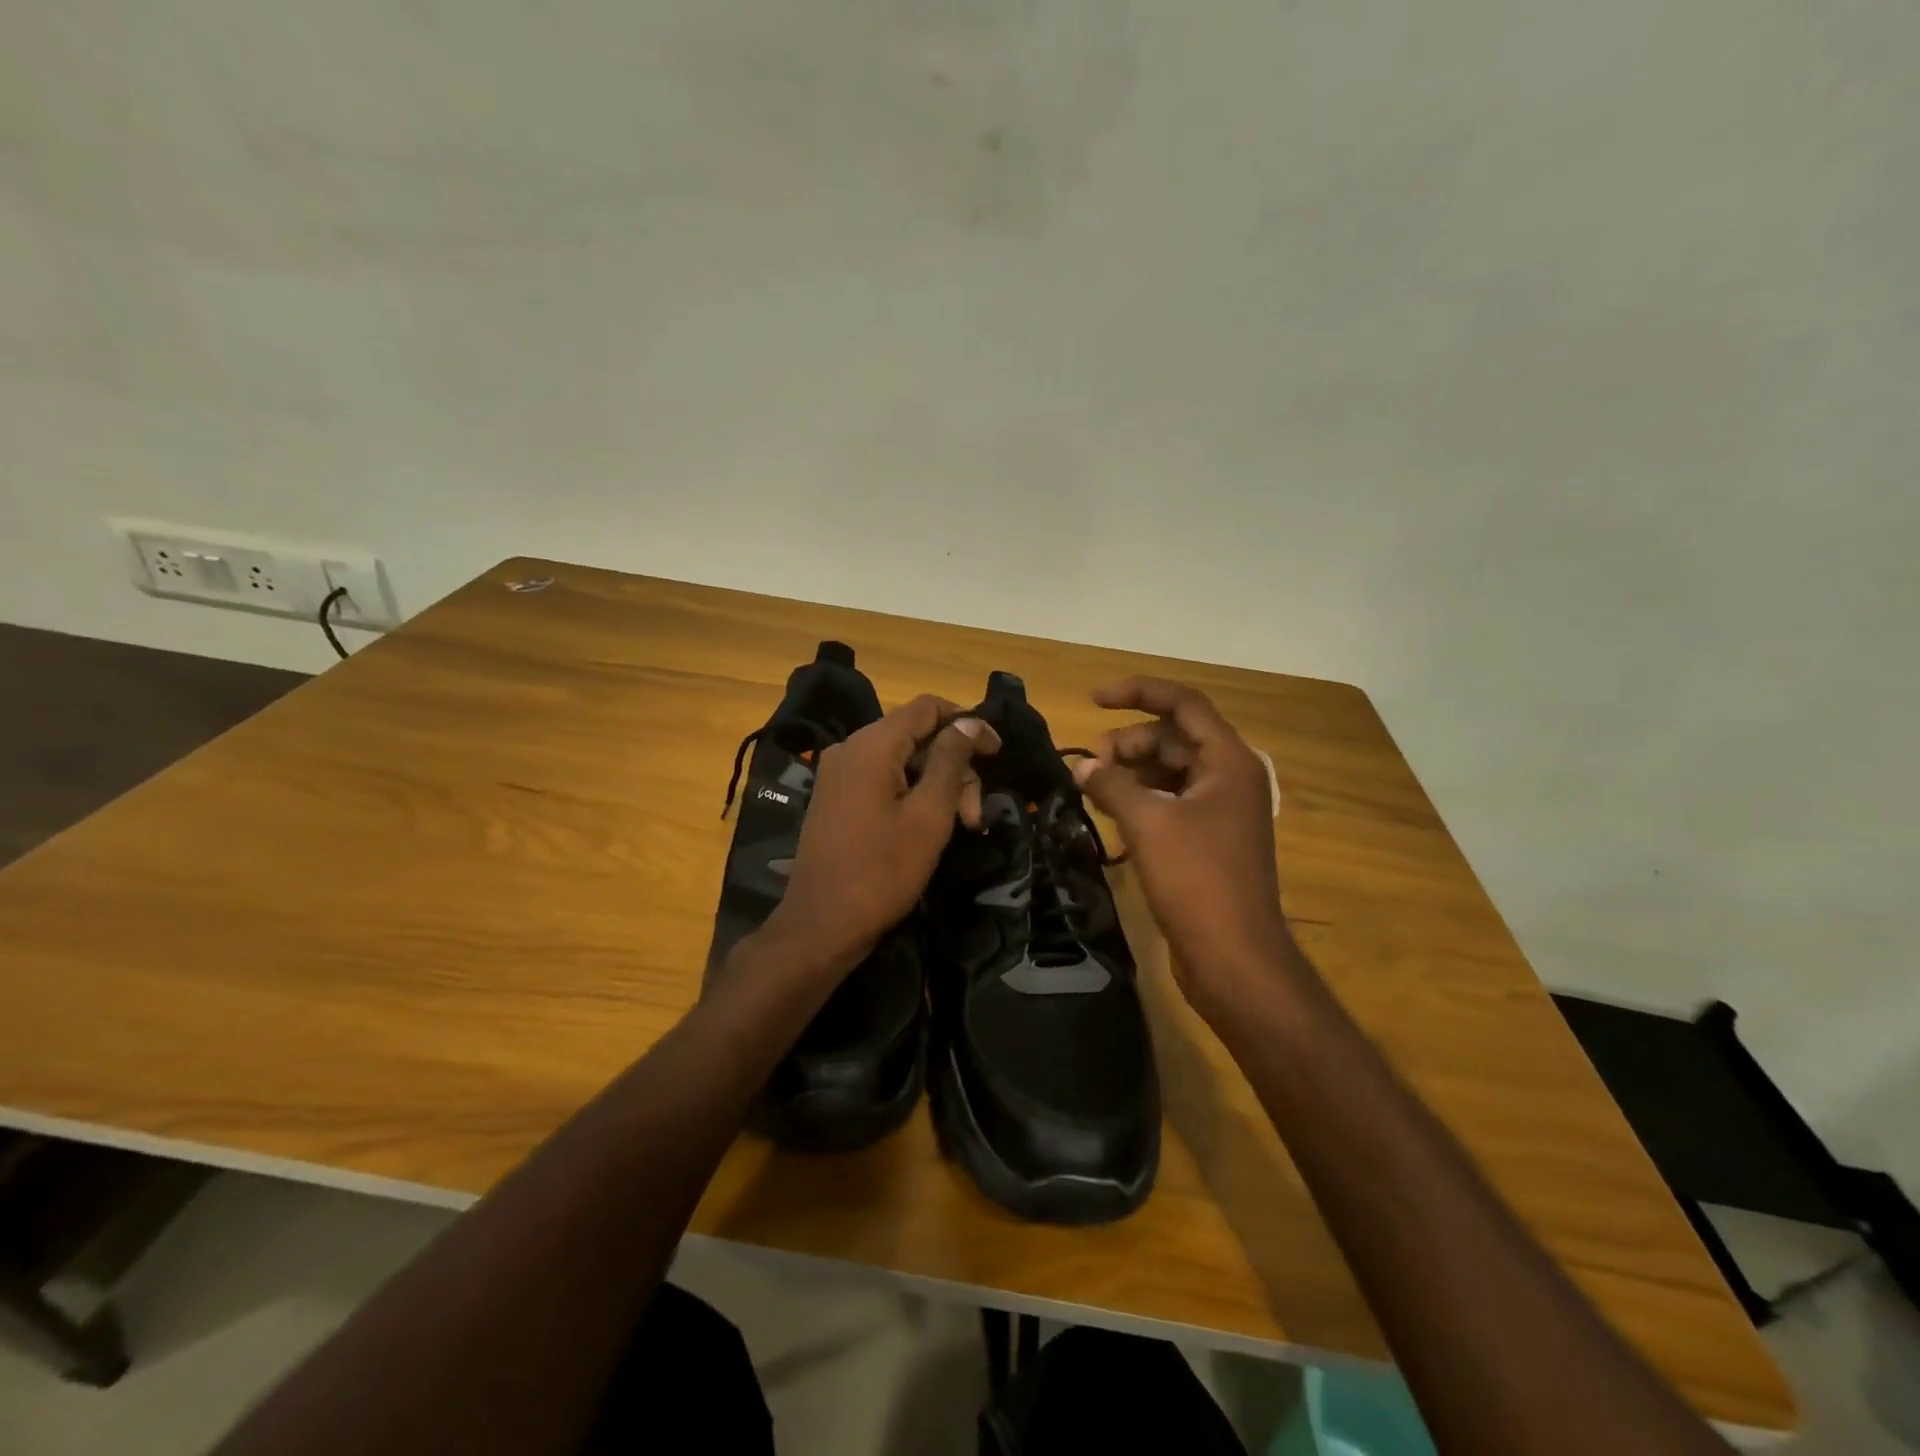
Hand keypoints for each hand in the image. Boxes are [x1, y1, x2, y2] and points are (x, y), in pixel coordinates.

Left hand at [763, 695, 999, 975]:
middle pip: (916, 737)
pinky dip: (912, 794)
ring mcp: (838, 774)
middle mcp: (850, 748)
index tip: (996, 753)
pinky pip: (882, 779)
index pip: (927, 707)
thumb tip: (969, 722)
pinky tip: (929, 826)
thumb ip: (951, 761)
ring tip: (961, 827)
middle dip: (954, 768)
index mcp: (872, 744)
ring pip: (901, 761)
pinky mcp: (835, 798)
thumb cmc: (882, 870)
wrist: (822, 926)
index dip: (967, 723)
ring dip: (937, 786)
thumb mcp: (929, 814)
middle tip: (976, 815)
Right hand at [1073, 678, 1295, 1012]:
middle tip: (1090, 767)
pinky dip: (1141, 801)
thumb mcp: (1148, 823)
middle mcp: (1230, 778)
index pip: (1184, 704)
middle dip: (1128, 742)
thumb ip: (1111, 784)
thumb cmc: (1197, 880)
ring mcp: (1221, 812)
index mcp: (1229, 761)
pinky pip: (1170, 802)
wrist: (1234, 957)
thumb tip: (1081, 767)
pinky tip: (1111, 815)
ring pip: (1170, 771)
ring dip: (1131, 772)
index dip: (1138, 693)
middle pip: (1174, 738)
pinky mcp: (1208, 841)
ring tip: (1094, 790)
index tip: (1093, 700)